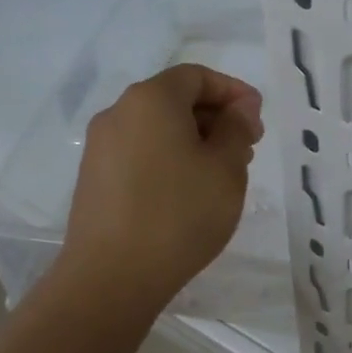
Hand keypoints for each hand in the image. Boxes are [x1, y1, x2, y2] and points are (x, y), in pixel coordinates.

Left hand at [55, 64, 262, 316]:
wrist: (112, 276)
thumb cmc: (180, 214)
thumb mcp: (226, 168)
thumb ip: (237, 128)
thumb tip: (239, 109)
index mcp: (151, 99)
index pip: (197, 76)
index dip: (233, 91)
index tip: (257, 120)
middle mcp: (119, 113)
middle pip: (175, 99)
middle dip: (216, 117)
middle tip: (247, 149)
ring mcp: (101, 146)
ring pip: (158, 128)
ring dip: (194, 140)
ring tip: (222, 174)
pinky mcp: (94, 178)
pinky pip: (140, 152)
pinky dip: (169, 158)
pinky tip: (189, 192)